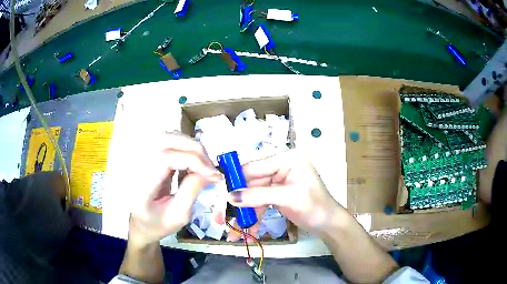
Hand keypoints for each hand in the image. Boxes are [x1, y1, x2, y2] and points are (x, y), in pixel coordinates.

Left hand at [128, 132, 220, 246]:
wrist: (142, 223)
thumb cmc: (159, 224)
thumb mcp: (179, 215)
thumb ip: (192, 191)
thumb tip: (211, 172)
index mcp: (141, 184)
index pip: (164, 158)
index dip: (192, 161)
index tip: (213, 175)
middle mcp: (137, 164)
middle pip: (165, 139)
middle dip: (194, 149)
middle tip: (211, 168)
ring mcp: (141, 157)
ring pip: (168, 136)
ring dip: (191, 147)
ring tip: (204, 166)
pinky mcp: (148, 155)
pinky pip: (169, 142)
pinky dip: (185, 148)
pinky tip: (193, 163)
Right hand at [227, 150, 343, 235]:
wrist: (329, 224)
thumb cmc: (315, 207)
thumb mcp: (288, 198)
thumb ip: (258, 196)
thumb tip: (230, 197)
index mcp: (286, 159)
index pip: (255, 167)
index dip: (236, 180)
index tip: (219, 194)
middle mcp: (280, 167)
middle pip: (251, 183)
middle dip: (237, 202)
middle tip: (221, 216)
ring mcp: (278, 182)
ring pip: (253, 195)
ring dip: (244, 213)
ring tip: (232, 230)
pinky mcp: (277, 195)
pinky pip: (260, 203)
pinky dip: (254, 217)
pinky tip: (249, 231)